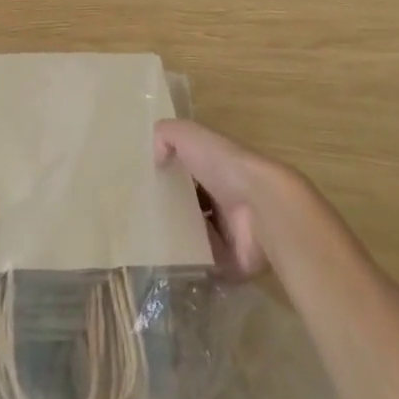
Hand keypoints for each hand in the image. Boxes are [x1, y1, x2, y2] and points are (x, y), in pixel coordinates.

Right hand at [154, 119, 287, 279]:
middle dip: (167, 208)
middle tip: (137, 216)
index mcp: (216, 167)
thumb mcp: (189, 135)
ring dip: (175, 237)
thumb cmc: (224, 166)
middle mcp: (224, 197)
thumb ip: (166, 135)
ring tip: (144, 240)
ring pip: (195, 234)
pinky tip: (161, 261)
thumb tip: (154, 156)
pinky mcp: (231, 261)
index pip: (187, 169)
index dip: (165, 174)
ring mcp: (230, 231)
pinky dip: (187, 264)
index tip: (139, 185)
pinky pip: (203, 264)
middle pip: (190, 204)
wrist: (261, 207)